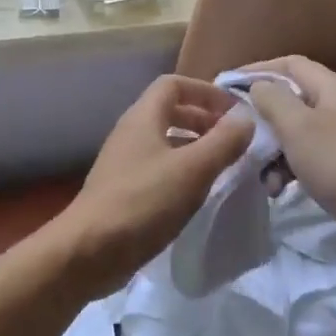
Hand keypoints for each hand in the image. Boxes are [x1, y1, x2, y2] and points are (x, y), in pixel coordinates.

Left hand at [50, 74, 253, 296]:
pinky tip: (198, 193)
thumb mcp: (193, 169)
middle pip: (170, 111)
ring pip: (165, 141)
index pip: (174, 84)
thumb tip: (246, 119)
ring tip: (222, 166)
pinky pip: (158, 168)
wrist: (89, 251)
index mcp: (143, 117)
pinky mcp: (124, 190)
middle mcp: (131, 133)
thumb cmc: (143, 202)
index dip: (206, 92)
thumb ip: (223, 141)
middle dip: (204, 119)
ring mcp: (124, 162)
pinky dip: (182, 171)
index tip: (235, 112)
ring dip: (195, 147)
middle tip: (233, 140)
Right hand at [243, 55, 335, 254]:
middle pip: (292, 99)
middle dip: (263, 118)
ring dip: (274, 151)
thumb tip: (258, 87)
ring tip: (261, 176)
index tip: (226, 86)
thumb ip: (272, 100)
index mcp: (331, 87)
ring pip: (298, 133)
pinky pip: (311, 157)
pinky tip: (280, 190)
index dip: (256, 70)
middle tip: (238, 136)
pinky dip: (291, 169)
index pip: (289, 64)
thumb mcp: (298, 127)